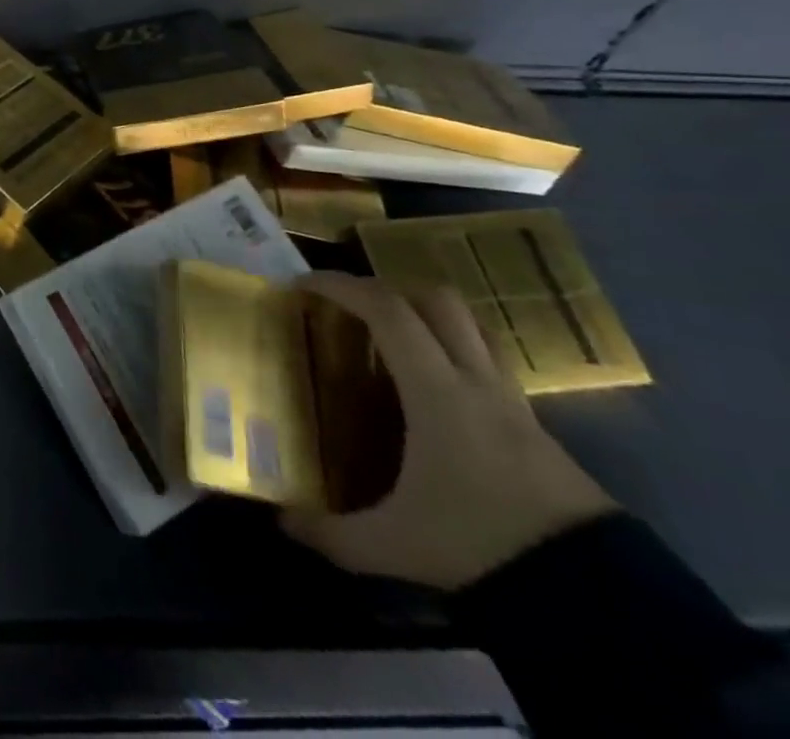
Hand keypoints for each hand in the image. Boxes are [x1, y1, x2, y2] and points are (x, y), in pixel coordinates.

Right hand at [281, 271, 617, 590]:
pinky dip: (452, 355)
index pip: (387, 311)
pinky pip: (487, 365)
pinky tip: (429, 390)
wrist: (604, 603)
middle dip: (387, 290)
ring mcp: (514, 405)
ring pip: (471, 328)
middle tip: (348, 307)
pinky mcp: (538, 430)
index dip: (342, 287)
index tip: (304, 284)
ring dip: (426, 317)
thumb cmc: (483, 547)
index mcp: (438, 393)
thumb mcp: (395, 546)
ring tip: (388, 338)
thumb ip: (332, 533)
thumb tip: (282, 523)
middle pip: (438, 302)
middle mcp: (477, 384)